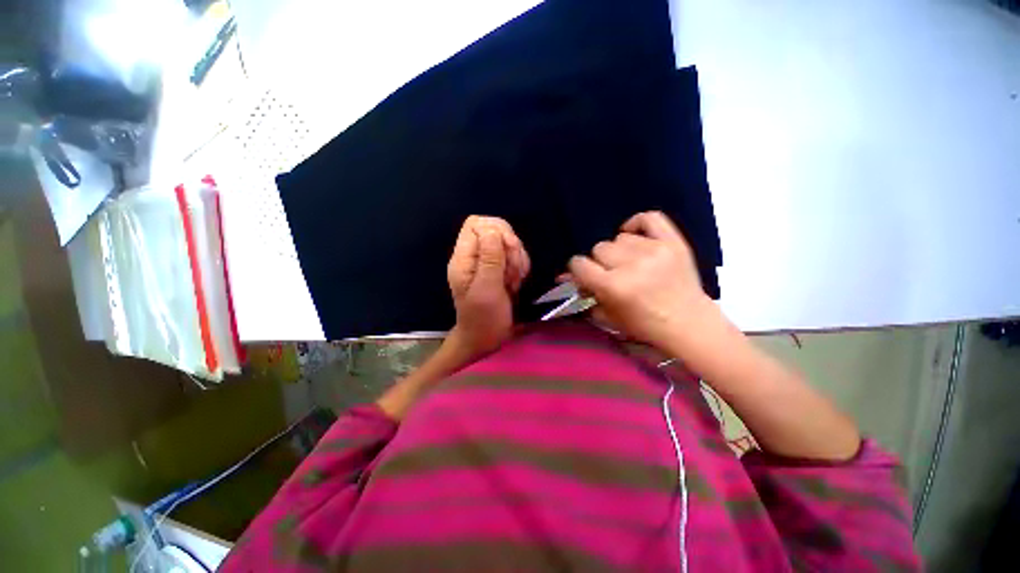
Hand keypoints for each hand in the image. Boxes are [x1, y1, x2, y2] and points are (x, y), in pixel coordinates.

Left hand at [447, 216, 530, 360]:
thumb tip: (493, 228)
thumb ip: (489, 258)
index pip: (476, 223)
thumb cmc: (484, 318)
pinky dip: (521, 266)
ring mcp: (487, 262)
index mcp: (463, 258)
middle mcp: (474, 256)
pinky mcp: (500, 269)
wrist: (488, 339)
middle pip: (495, 229)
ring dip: (517, 259)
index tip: (507, 250)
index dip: (496, 231)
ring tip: (514, 280)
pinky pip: (515, 256)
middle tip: (513, 270)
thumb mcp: (487, 289)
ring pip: (508, 242)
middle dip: (510, 247)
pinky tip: (518, 282)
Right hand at [568, 211, 712, 348]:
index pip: (579, 264)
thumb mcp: (608, 316)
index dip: (579, 269)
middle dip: (601, 262)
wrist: (688, 323)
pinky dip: (638, 224)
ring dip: (621, 250)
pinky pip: (649, 218)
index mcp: (614, 286)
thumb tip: (566, 275)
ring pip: (620, 237)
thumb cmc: (644, 326)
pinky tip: (637, 237)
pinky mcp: (673, 242)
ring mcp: (655, 250)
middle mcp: (632, 265)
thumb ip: (585, 293)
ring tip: (632, 263)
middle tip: (613, 273)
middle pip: (599, 248)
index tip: (586, 275)